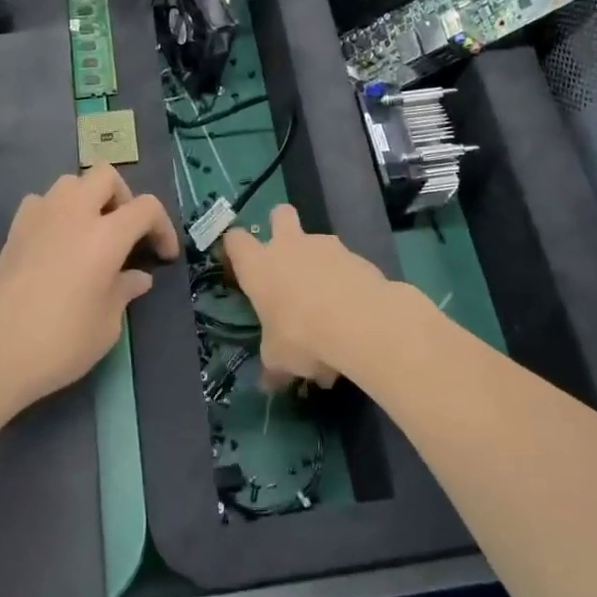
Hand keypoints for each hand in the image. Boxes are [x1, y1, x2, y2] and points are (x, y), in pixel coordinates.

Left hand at [0, 164, 177, 407]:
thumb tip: (136, 276)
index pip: (146, 207)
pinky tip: (56, 243)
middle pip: (106, 176)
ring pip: (71, 183)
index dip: (162, 227)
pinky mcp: (13, 230)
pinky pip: (42, 203)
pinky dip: (56, 213)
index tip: (163, 256)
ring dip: (88, 199)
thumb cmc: (59, 343)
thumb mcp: (107, 325)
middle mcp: (73, 213)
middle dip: (123, 198)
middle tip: (125, 233)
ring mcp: (39, 217)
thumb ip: (124, 291)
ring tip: (91, 234)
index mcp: (105, 235)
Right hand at [222, 204, 405, 389]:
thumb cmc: (302, 335)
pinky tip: (353, 320)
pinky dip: (346, 286)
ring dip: (320, 266)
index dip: (234, 248)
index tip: (238, 263)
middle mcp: (290, 246)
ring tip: (329, 312)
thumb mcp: (279, 359)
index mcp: (259, 265)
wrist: (361, 322)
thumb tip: (267, 382)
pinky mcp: (359, 257)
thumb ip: (273, 364)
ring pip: (318, 244)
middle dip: (280, 226)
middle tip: (285, 257)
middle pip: (279, 214)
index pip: (235, 240)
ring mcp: (327, 247)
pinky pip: (346, 268)